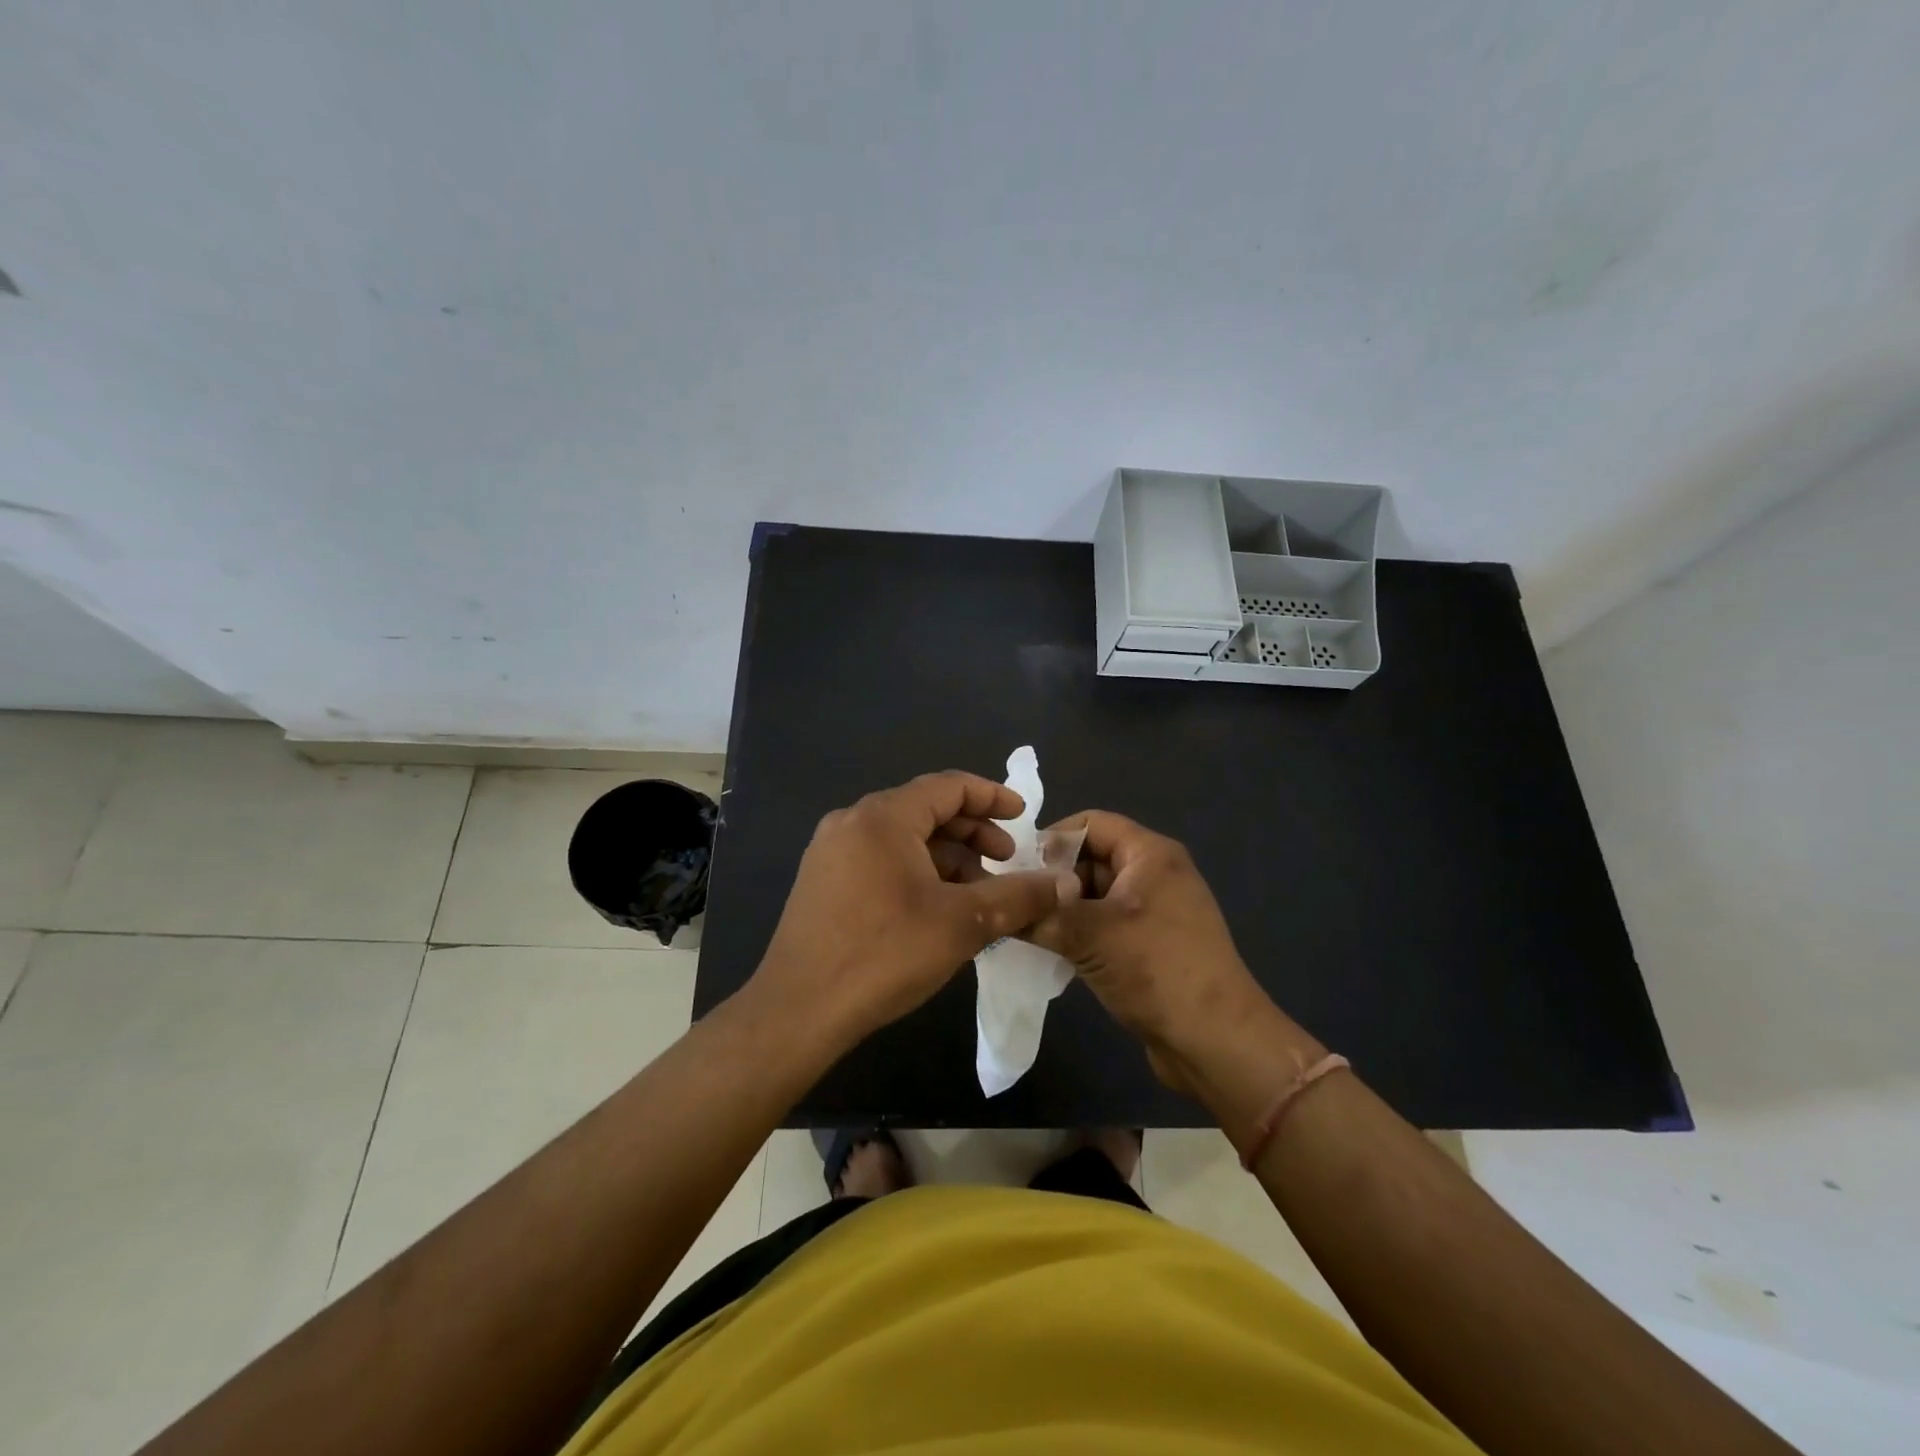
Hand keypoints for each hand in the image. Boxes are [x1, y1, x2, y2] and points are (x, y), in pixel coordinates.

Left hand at [749, 771, 1069, 1049]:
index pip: (948, 786)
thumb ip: (1019, 896)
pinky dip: (917, 871)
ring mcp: (831, 851)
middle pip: (925, 809)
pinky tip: (938, 906)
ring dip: (947, 856)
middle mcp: (853, 821)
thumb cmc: (884, 955)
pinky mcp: (822, 881)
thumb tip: (1066, 883)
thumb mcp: (963, 923)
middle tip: (1007, 859)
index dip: (992, 797)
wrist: (798, 1011)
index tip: (1025, 816)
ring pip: (903, 838)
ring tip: (979, 890)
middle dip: (972, 831)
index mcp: (883, 817)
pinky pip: (881, 859)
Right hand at [1025, 810, 1289, 1096]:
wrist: (1217, 1043)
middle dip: (1052, 879)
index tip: (1015, 868)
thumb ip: (1041, 913)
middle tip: (1013, 903)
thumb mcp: (1090, 935)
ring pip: (1095, 895)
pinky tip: (1050, 952)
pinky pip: (1106, 924)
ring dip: (1062, 910)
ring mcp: (1155, 911)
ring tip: (1024, 929)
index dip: (1051, 839)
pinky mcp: (1152, 945)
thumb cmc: (1157, 971)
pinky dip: (1079, 932)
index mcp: (1150, 854)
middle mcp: (1155, 874)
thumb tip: (1000, 904)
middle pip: (1091, 858)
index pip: (1090, 823)